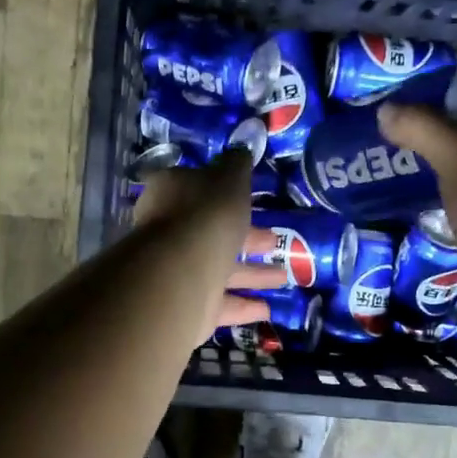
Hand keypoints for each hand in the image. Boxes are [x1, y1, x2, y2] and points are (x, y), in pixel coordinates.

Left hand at [132, 150, 287, 337]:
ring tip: (285, 277)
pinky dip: (243, 305)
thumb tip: (241, 149)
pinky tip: (267, 308)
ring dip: (253, 273)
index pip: (198, 190)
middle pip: (213, 232)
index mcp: (173, 195)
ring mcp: (178, 271)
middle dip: (248, 238)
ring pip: (220, 269)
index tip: (252, 201)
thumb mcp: (229, 179)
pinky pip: (219, 303)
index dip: (226, 195)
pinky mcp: (186, 305)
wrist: (181, 273)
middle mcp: (171, 232)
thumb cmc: (206, 215)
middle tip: (277, 241)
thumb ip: (237, 165)